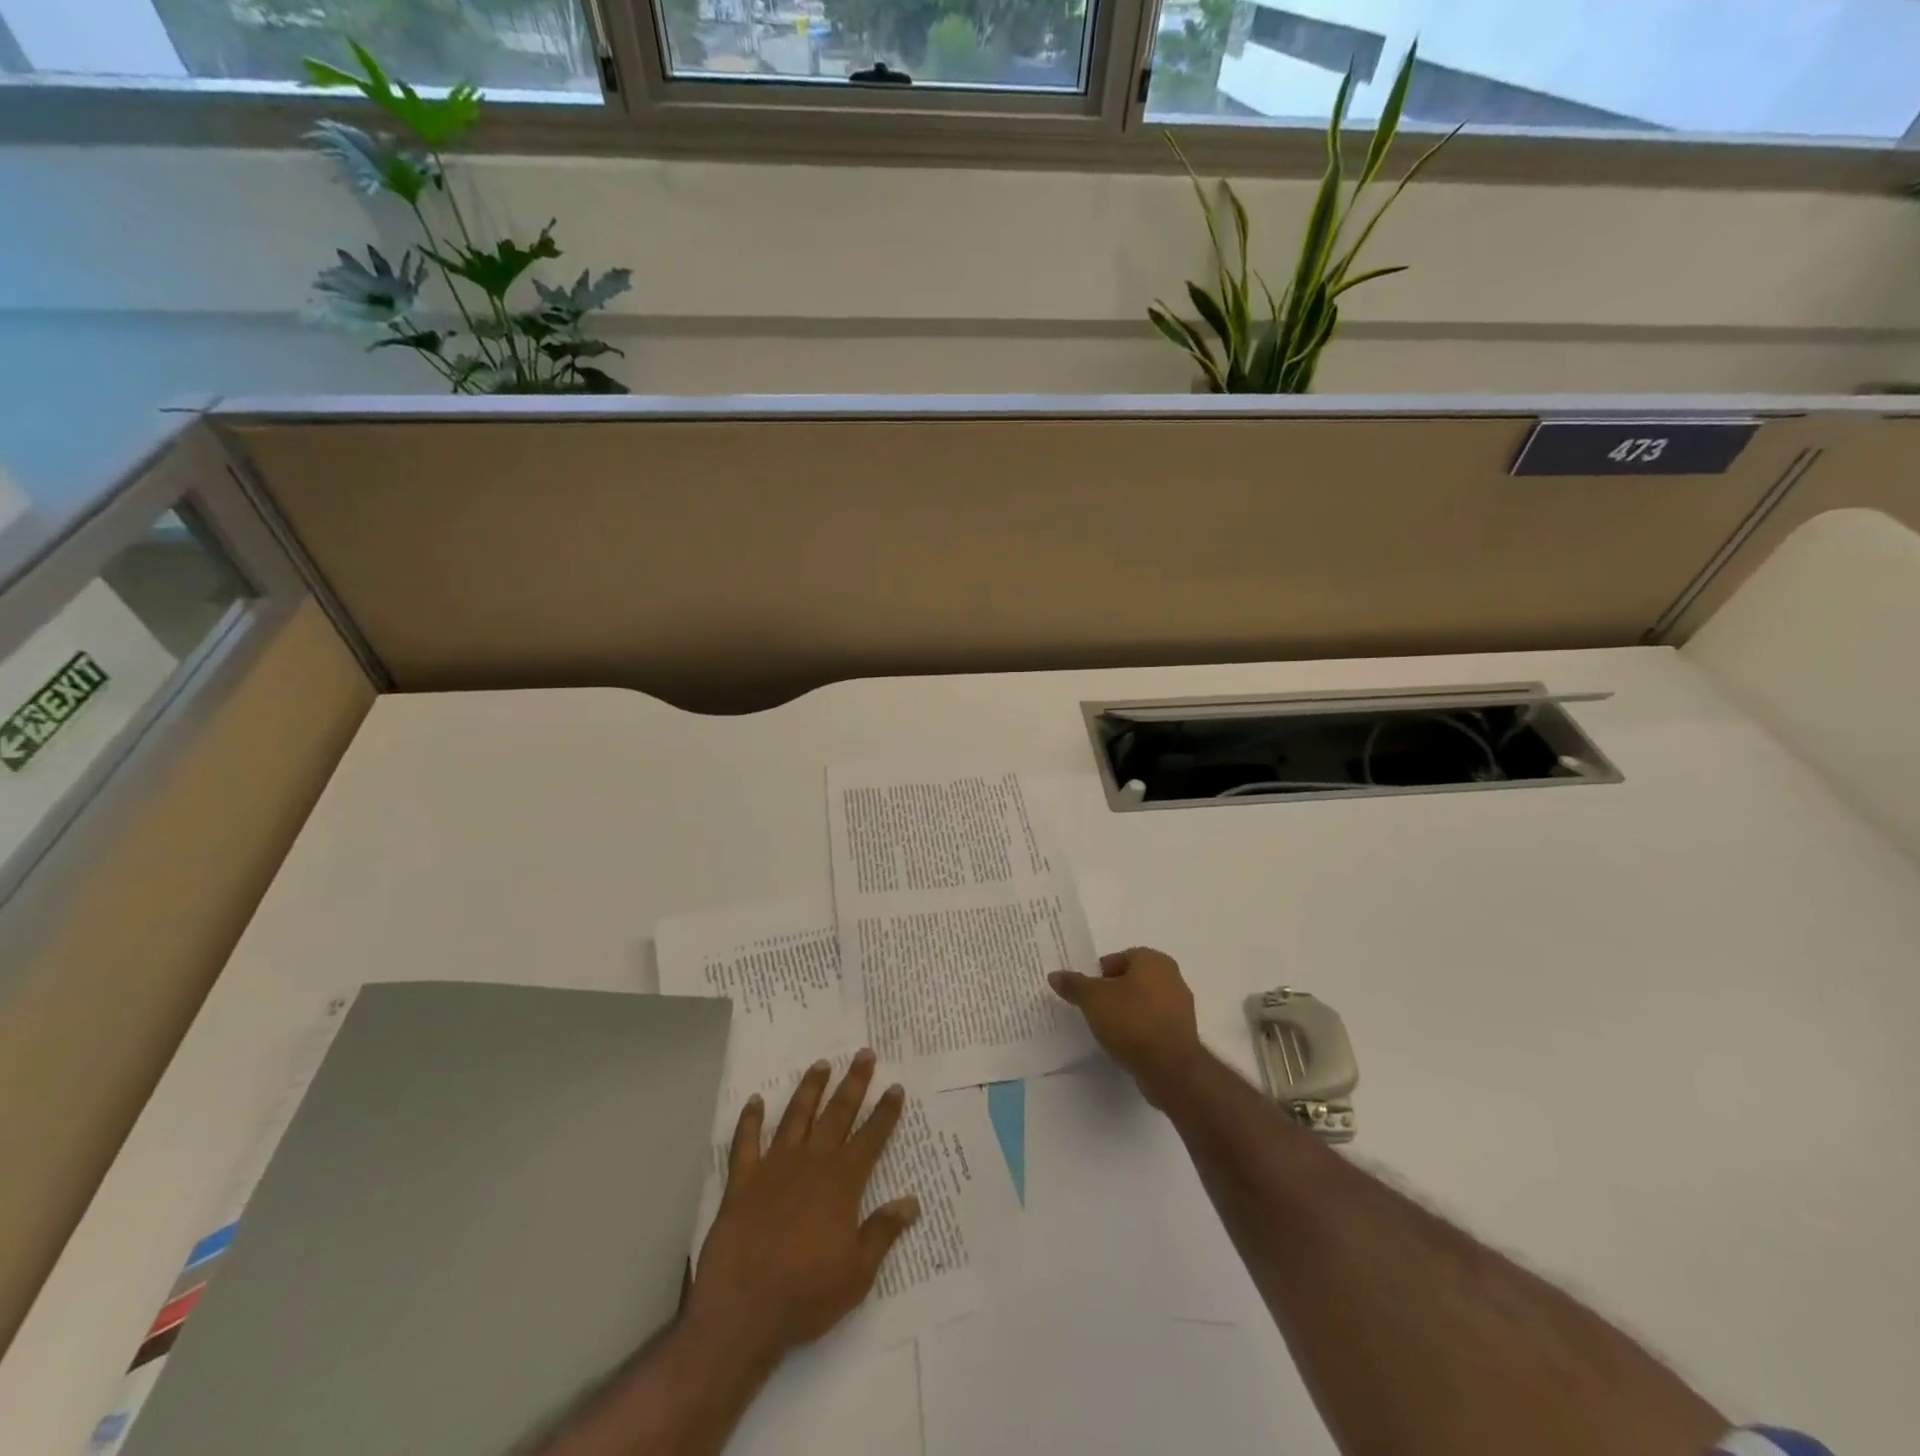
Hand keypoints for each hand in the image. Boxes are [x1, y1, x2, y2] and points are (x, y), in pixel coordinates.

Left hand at [688, 1050, 920, 1366]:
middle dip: (854, 1083)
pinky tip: (754, 1101)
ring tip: (821, 1064)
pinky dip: (749, 1120)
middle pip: (837, 1114)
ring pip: (796, 1117)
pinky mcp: (742, 1181)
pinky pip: (746, 1142)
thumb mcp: (857, 1273)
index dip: (885, 1112)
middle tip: (864, 1054)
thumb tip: (912, 1201)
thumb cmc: (806, 1296)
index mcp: (842, 1183)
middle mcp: (811, 1163)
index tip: (896, 1087)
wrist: (743, 1312)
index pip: (871, 1138)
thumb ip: (883, 1232)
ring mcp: (774, 1168)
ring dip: (810, 1089)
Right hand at [1049, 947, 1202, 1105]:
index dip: (1101, 972)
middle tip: (1094, 1006)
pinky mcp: (1182, 1034)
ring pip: (1145, 1002)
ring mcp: (1181, 1007)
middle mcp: (1172, 977)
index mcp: (1153, 961)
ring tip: (1107, 1027)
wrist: (1170, 1067)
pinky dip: (1140, 1029)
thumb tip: (1055, 975)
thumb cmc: (1131, 1021)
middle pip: (1134, 979)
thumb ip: (1074, 985)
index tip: (1087, 989)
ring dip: (1128, 1011)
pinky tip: (1125, 1043)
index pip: (1121, 957)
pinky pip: (1154, 1023)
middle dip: (1114, 990)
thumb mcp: (1093, 999)